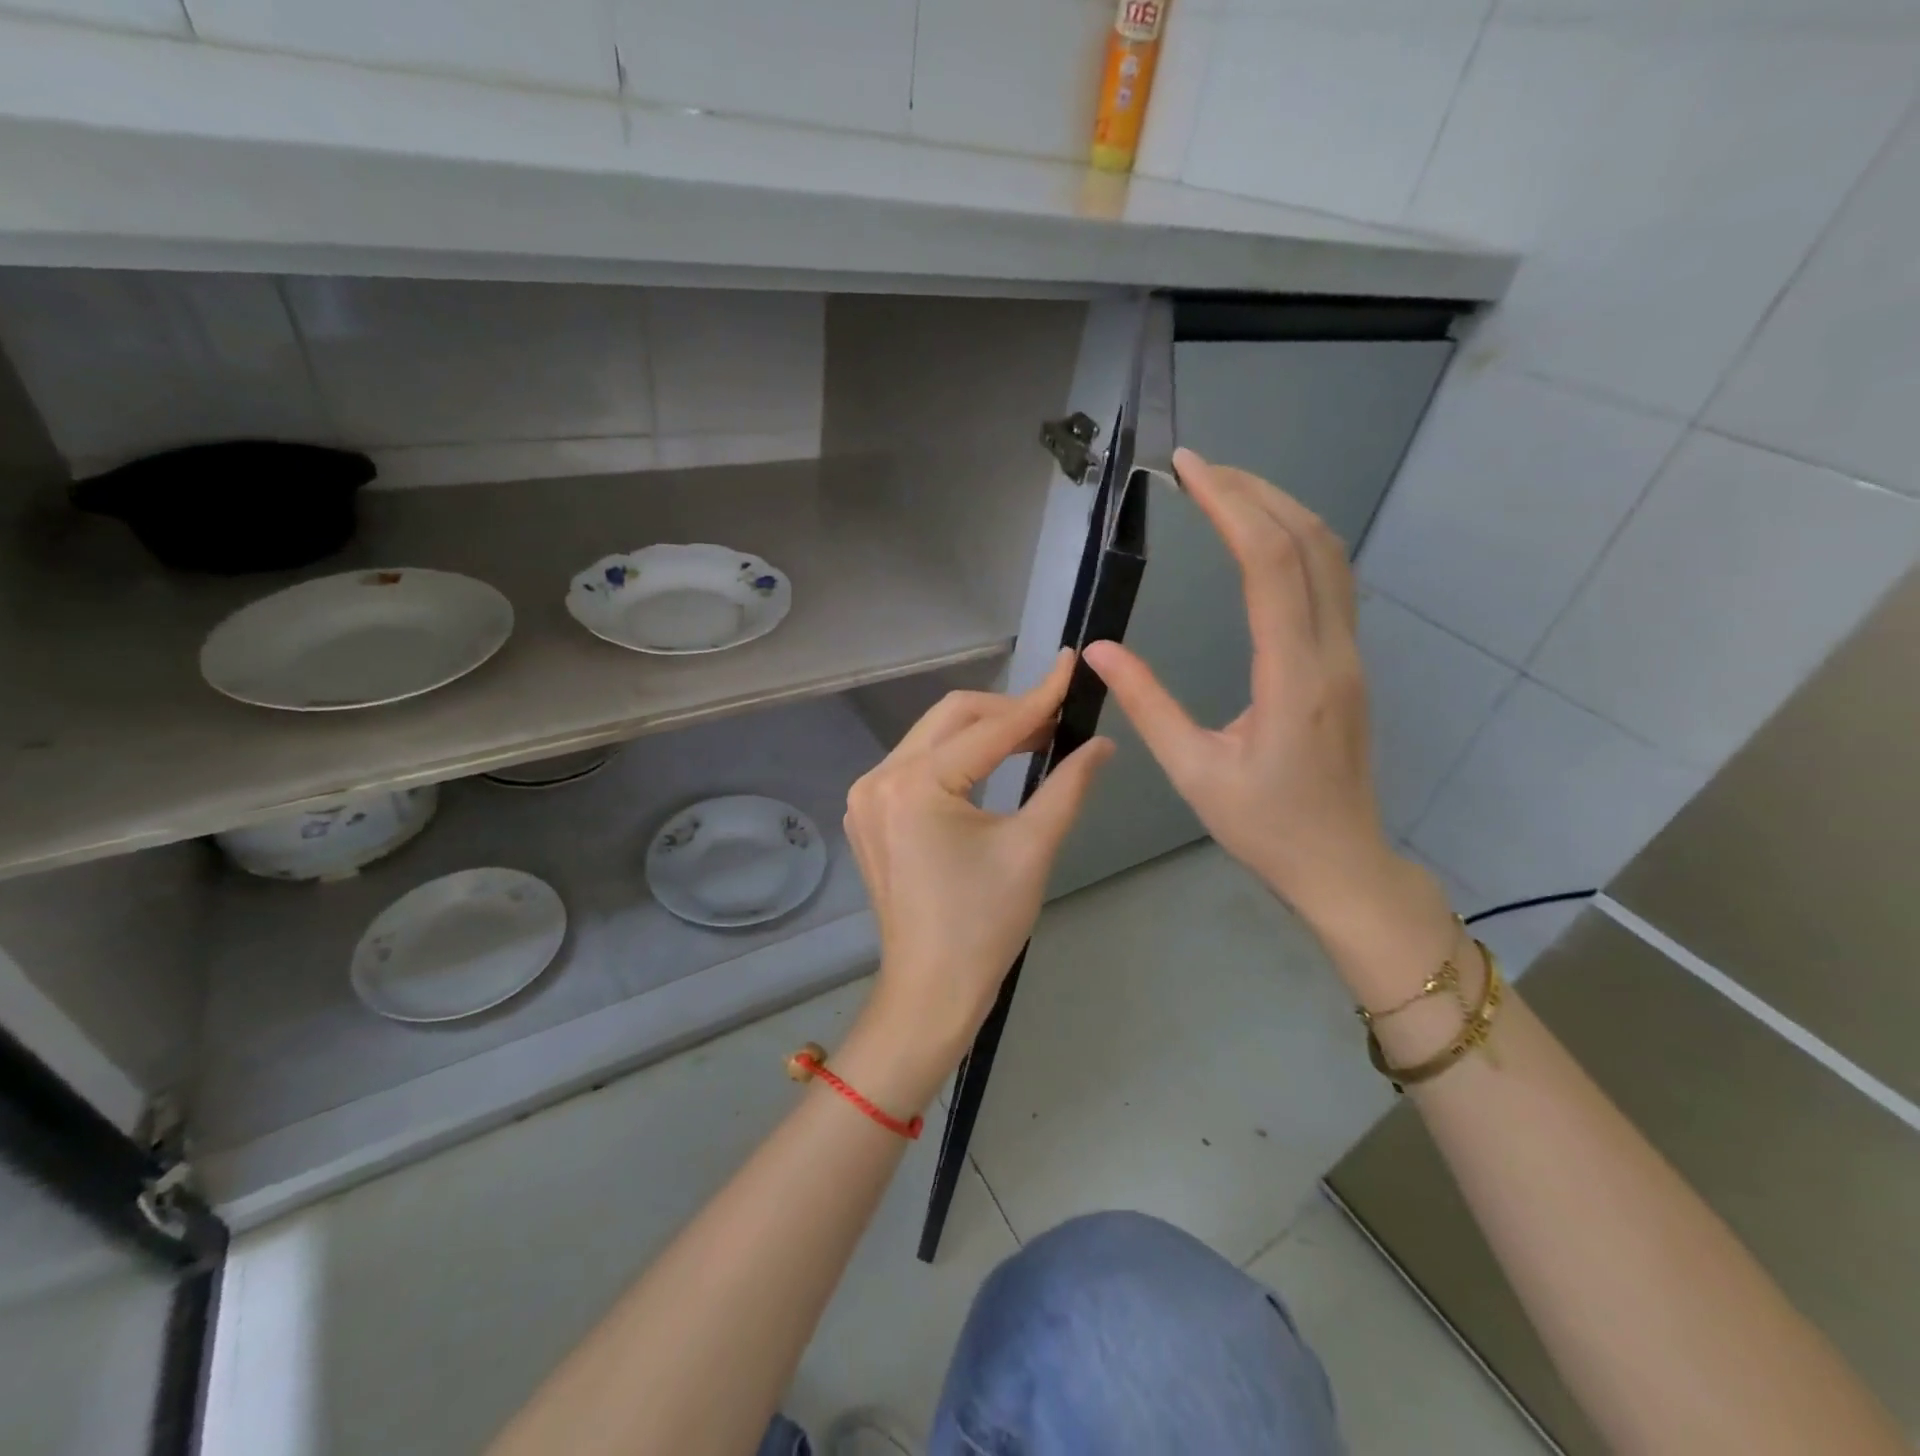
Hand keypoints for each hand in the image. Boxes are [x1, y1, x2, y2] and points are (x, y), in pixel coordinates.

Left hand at [842, 650, 1114, 1074]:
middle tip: (1056, 720)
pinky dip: (955, 758)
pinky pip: (916, 765)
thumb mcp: (1032, 848)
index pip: (989, 727)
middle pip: (951, 717)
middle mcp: (879, 778)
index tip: (1072, 665)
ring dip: (981, 733)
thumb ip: (1068, 785)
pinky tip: (988, 769)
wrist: (930, 990)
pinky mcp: (868, 814)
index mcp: (916, 785)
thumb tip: (1101, 743)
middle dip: (1007, 712)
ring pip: (932, 737)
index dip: (1038, 697)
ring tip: (1032, 741)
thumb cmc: (984, 925)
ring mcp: (866, 796)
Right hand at [1083, 449, 1399, 929]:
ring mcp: (1348, 655)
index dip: (1230, 505)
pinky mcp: (1347, 663)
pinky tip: (1261, 538)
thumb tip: (1098, 649)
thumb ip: (1147, 704)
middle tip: (1199, 466)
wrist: (1341, 864)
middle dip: (1255, 491)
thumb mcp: (1193, 772)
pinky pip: (1331, 581)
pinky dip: (1296, 541)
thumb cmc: (1265, 827)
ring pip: (1330, 556)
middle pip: (1309, 542)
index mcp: (1293, 677)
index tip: (1189, 468)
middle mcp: (1331, 653)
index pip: (1270, 564)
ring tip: (1226, 488)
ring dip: (1281, 509)